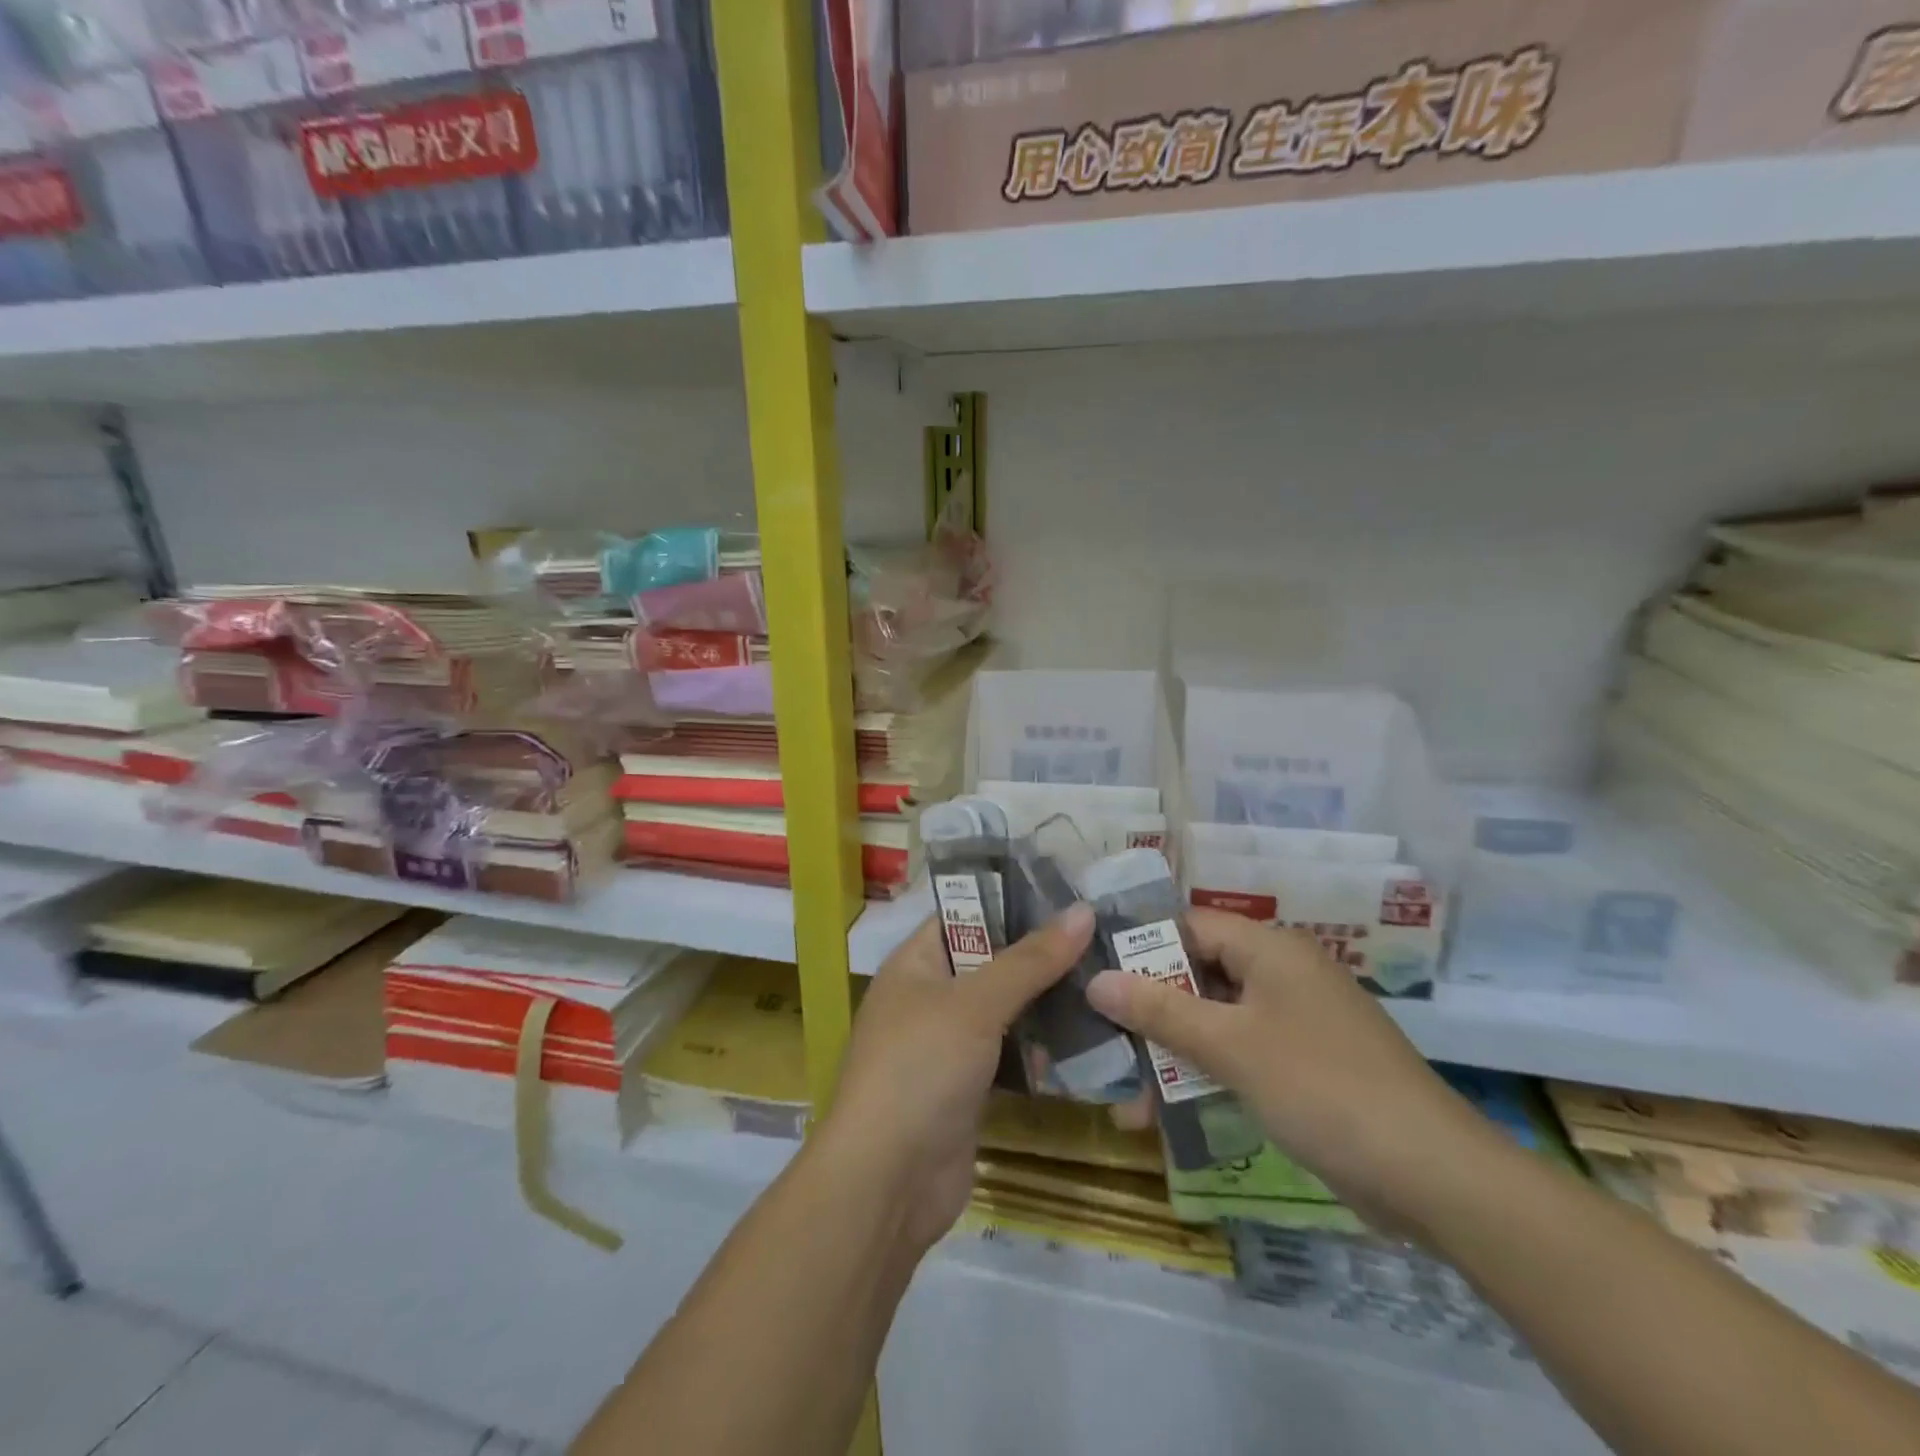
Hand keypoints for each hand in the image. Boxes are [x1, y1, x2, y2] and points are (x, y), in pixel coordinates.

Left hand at [817, 904, 1093, 1251]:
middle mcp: (929, 998)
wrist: (887, 1183)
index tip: (1070, 895)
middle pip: (991, 962)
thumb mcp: (975, 1004)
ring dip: (1048, 1003)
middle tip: (1104, 939)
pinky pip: (1011, 1054)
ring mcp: (948, 1046)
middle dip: (1041, 955)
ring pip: (1006, 1011)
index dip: (1012, 901)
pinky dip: (1041, 1049)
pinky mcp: (968, 1088)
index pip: (965, 914)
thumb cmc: (921, 1068)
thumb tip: (1083, 911)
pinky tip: (1089, 1040)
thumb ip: (1030, 959)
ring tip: (1108, 981)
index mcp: (915, 963)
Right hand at [1085, 908, 1478, 1231]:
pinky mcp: (1303, 1066)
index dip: (1140, 946)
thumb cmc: (1322, 1088)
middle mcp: (1281, 974)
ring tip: (1123, 1094)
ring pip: (1215, 1022)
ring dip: (1170, 1053)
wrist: (1433, 1177)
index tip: (1092, 973)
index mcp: (1269, 949)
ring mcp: (1294, 1022)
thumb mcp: (1230, 1046)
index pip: (1189, 926)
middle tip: (1099, 1038)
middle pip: (1198, 975)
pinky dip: (1205, 1076)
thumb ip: (1160, 1010)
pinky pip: (1239, 1055)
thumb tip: (1095, 980)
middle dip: (1148, 1010)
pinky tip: (1165, 1114)